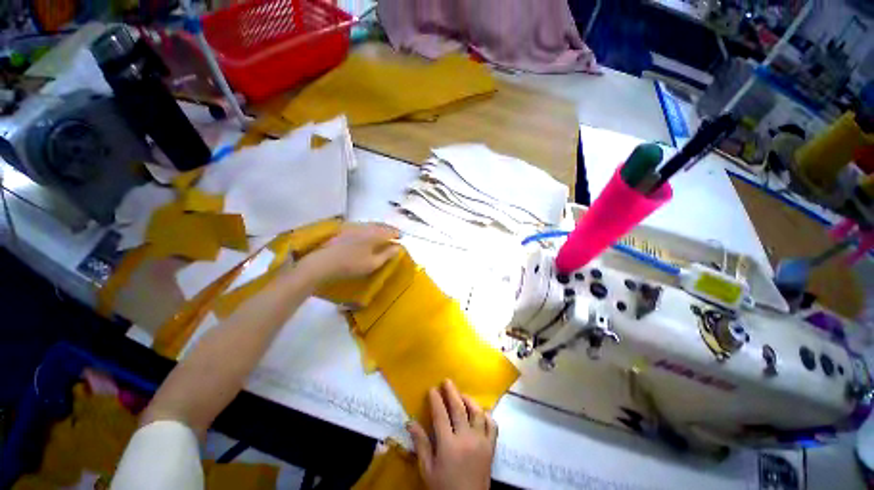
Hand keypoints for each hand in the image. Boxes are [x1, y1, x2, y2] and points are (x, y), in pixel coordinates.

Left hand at [297, 222, 400, 283]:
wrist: (323, 264)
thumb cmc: (351, 266)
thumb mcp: (373, 263)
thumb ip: (388, 254)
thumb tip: (398, 247)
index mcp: (375, 234)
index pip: (391, 231)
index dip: (397, 235)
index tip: (401, 239)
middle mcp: (366, 227)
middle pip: (382, 225)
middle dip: (389, 230)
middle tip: (394, 236)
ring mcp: (354, 227)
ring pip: (372, 225)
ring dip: (380, 229)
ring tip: (383, 235)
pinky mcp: (345, 229)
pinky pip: (363, 226)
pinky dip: (370, 229)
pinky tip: (368, 235)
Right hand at [407, 380, 497, 489]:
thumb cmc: (444, 488)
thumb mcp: (428, 470)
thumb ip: (421, 445)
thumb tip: (410, 422)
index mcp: (448, 445)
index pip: (441, 415)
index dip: (436, 400)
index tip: (432, 389)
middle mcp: (466, 438)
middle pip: (459, 408)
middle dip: (451, 392)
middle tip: (446, 381)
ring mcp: (481, 441)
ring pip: (477, 412)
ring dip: (469, 400)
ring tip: (461, 395)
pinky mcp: (491, 447)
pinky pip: (492, 425)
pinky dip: (487, 415)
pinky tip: (480, 412)